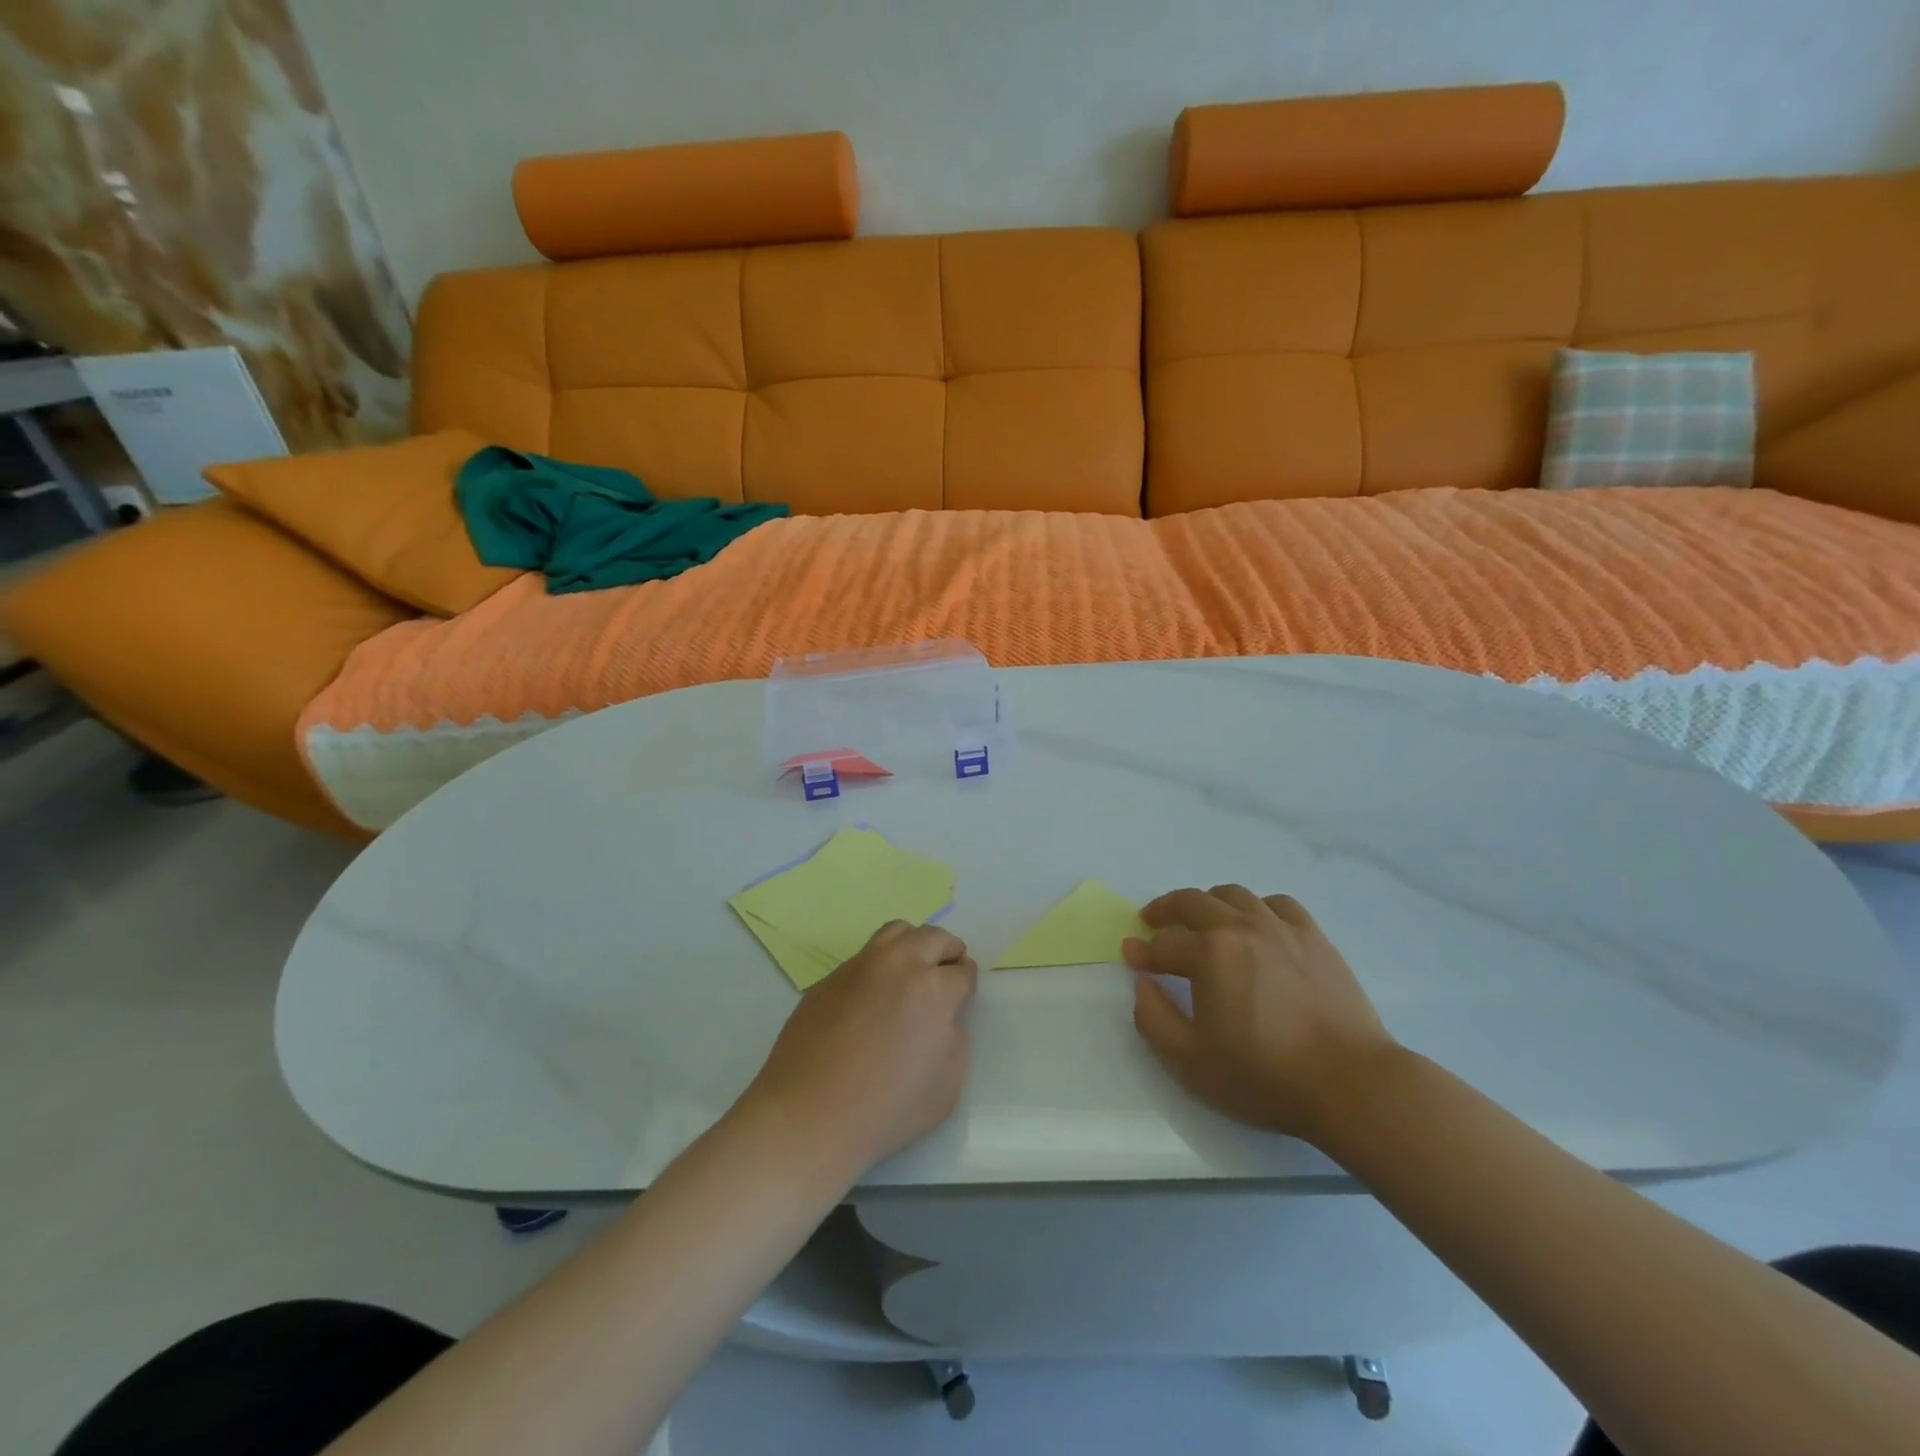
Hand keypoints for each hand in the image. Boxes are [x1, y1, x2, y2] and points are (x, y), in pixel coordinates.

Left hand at [740, 921, 977, 1175]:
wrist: (809, 1117)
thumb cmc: (886, 1109)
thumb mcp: (947, 1084)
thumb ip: (953, 1040)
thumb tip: (941, 1019)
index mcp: (932, 988)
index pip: (961, 971)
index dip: (966, 982)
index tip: (963, 992)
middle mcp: (897, 964)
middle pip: (933, 937)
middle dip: (948, 951)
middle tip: (947, 971)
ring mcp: (858, 967)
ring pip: (895, 932)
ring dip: (913, 944)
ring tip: (912, 970)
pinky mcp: (829, 978)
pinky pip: (863, 958)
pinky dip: (879, 966)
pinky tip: (872, 997)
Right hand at [1124, 886, 1396, 1142]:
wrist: (1350, 1083)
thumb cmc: (1264, 1076)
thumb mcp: (1190, 1061)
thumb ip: (1153, 1018)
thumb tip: (1141, 982)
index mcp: (1209, 953)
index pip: (1164, 944)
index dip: (1143, 952)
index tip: (1131, 958)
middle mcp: (1241, 927)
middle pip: (1193, 902)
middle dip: (1165, 909)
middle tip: (1152, 920)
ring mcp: (1281, 928)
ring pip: (1234, 895)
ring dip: (1208, 902)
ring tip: (1201, 918)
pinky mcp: (1314, 938)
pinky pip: (1278, 904)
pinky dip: (1256, 907)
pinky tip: (1256, 923)